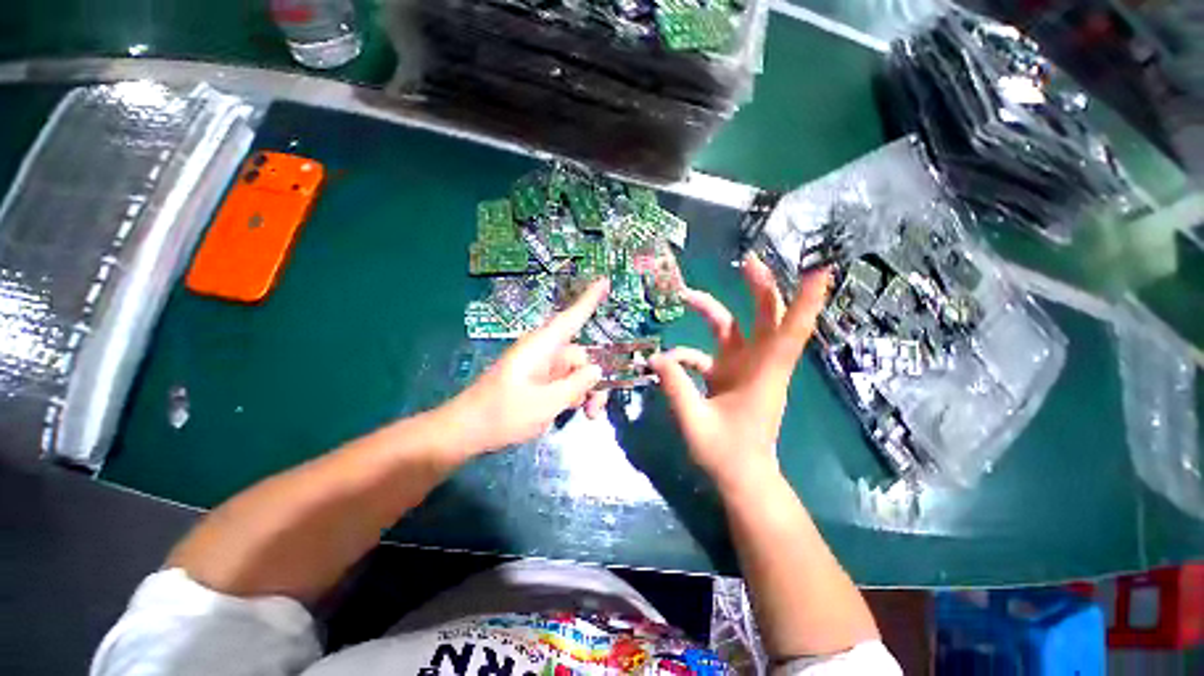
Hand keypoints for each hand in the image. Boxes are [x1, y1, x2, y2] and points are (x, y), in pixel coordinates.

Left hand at [439, 279, 610, 457]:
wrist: (466, 431)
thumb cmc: (502, 414)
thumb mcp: (546, 403)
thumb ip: (575, 385)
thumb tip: (596, 369)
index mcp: (542, 347)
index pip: (572, 318)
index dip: (589, 299)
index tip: (604, 280)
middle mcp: (544, 352)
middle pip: (581, 357)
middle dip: (593, 381)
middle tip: (596, 409)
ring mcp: (541, 368)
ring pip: (575, 373)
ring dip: (584, 393)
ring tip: (588, 416)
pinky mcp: (538, 381)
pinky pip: (564, 382)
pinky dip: (572, 396)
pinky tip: (571, 413)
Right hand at [650, 254, 830, 495]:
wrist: (741, 479)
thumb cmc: (727, 455)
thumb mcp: (695, 421)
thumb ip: (675, 387)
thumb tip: (656, 358)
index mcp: (763, 374)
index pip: (791, 332)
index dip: (806, 301)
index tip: (820, 269)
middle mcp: (758, 365)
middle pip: (766, 318)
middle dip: (760, 287)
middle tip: (747, 261)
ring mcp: (743, 369)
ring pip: (734, 329)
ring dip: (713, 310)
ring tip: (686, 296)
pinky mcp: (729, 377)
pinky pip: (709, 354)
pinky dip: (689, 352)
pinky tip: (668, 360)